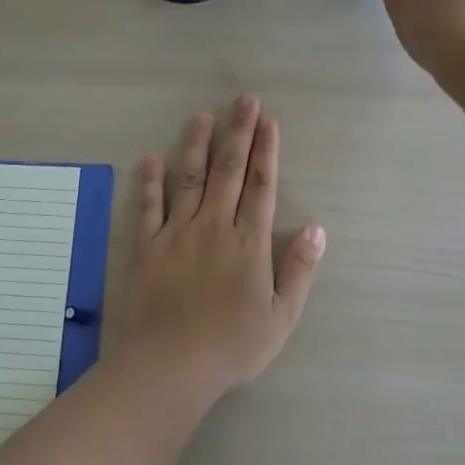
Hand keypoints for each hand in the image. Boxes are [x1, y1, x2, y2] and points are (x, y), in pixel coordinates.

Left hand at [118, 96, 325, 396]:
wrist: (170, 365)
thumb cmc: (232, 345)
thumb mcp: (281, 317)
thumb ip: (299, 270)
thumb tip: (317, 229)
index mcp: (248, 242)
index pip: (261, 185)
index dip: (266, 150)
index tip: (268, 121)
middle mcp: (213, 226)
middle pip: (228, 170)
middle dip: (237, 132)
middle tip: (243, 99)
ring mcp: (176, 233)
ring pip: (188, 177)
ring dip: (196, 144)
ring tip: (201, 115)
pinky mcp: (147, 246)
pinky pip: (148, 206)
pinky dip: (150, 181)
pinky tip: (151, 158)